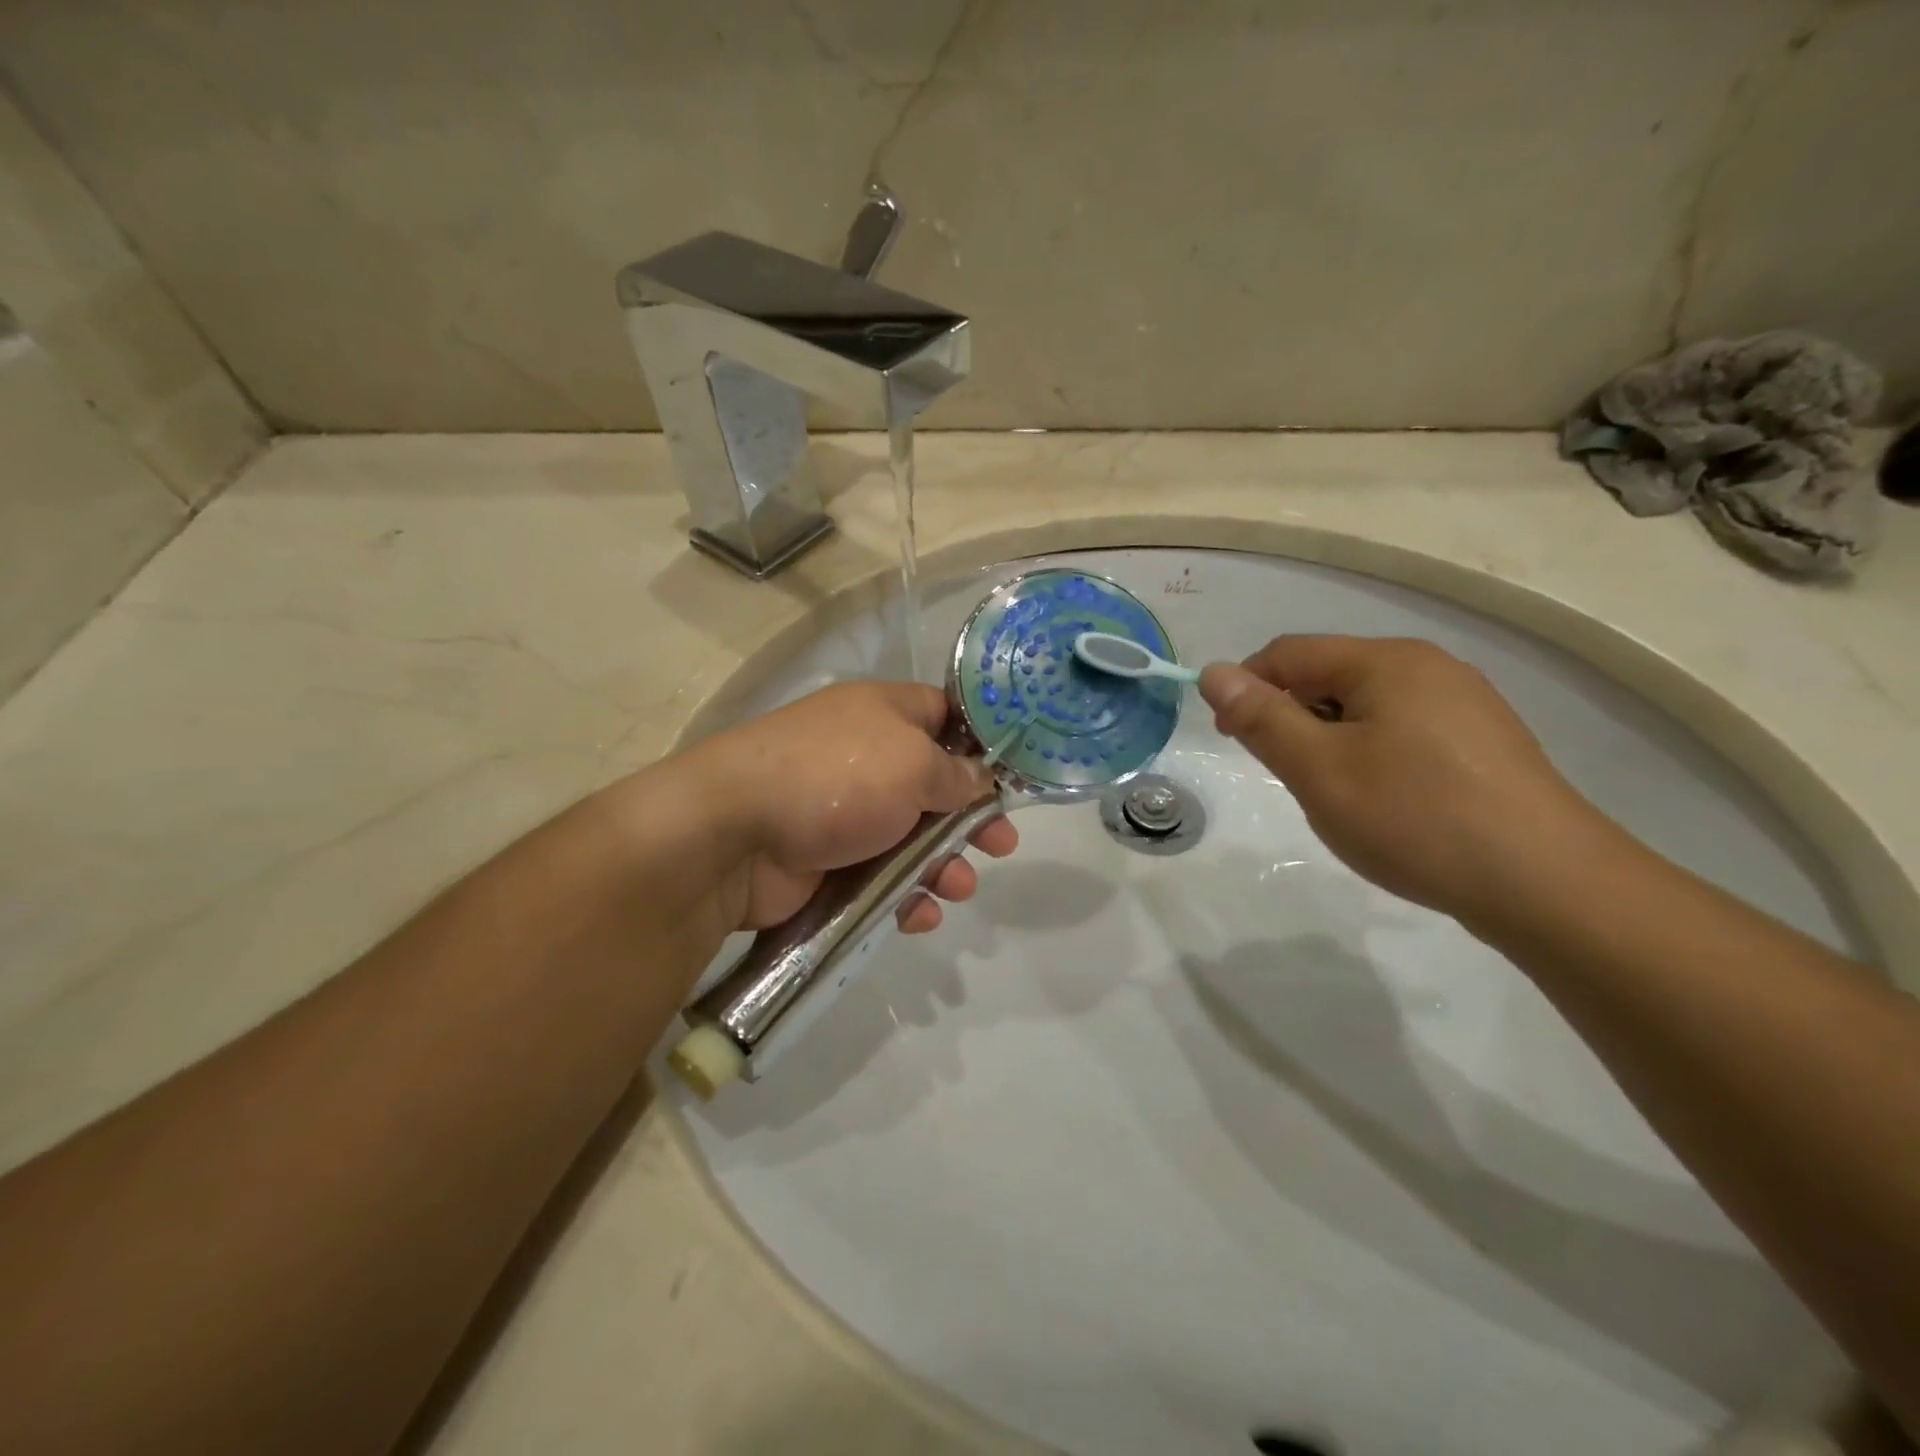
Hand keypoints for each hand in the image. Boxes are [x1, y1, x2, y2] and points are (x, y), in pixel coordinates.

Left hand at [678, 681, 1017, 933]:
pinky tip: (920, 916)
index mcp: (883, 714)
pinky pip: (881, 877)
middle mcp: (866, 757)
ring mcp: (845, 811)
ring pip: (911, 838)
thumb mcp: (912, 764)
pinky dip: (904, 896)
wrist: (733, 835)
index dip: (981, 741)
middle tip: (1001, 846)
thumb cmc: (836, 779)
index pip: (944, 714)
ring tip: (958, 887)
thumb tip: (980, 778)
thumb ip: (956, 774)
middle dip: (970, 818)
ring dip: (942, 865)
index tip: (1012, 775)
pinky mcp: (828, 861)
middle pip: (934, 784)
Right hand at [1199, 636, 1606, 925]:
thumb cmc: (1415, 817)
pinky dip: (1370, 755)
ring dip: (1329, 740)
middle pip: (1328, 676)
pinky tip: (1384, 803)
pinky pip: (1402, 731)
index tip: (1230, 739)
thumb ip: (1261, 718)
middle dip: (1291, 718)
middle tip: (1287, 776)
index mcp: (1387, 661)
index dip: (1246, 688)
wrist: (1548, 885)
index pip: (1288, 653)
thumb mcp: (1319, 769)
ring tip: (1337, 796)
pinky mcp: (1483, 743)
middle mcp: (1428, 667)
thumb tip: (1213, 673)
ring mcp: (1464, 704)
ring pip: (1365, 707)